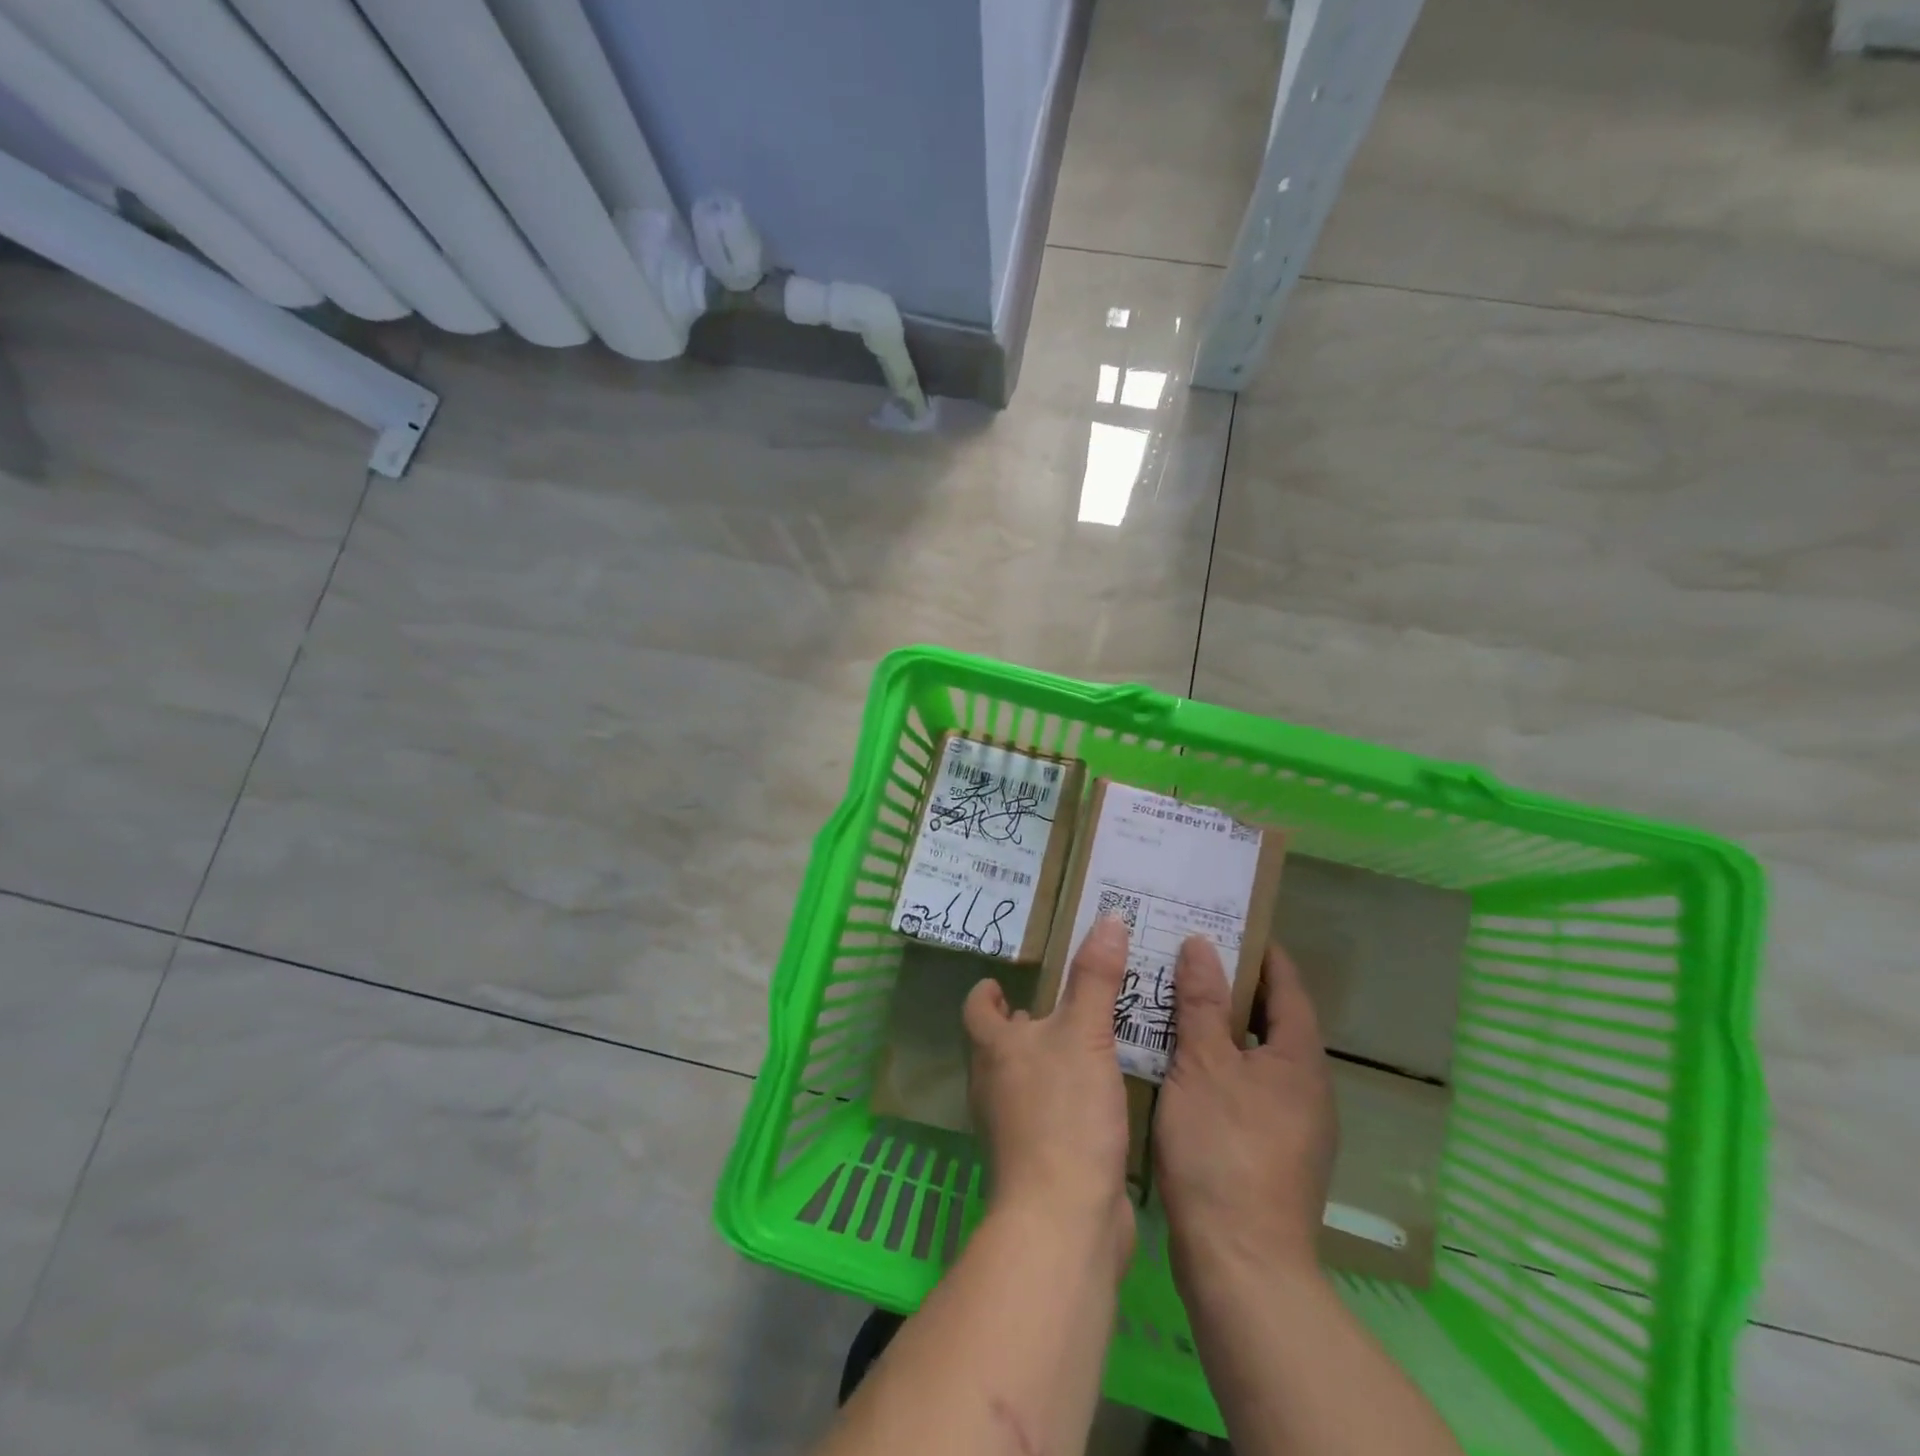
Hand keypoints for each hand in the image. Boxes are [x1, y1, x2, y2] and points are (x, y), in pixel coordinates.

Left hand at [963, 915, 1135, 1264]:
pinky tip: (1100, 1095)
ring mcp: (1012, 1127)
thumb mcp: (1085, 1035)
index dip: (988, 991)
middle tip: (1063, 1004)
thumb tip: (1106, 918)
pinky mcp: (1038, 1159)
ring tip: (1087, 1042)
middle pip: (999, 1044)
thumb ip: (1095, 978)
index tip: (1006, 981)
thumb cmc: (1065, 1114)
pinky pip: (1048, 1113)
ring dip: (1049, 1060)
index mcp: (994, 1049)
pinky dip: (1066, 1097)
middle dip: (1026, 1023)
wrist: (1064, 1220)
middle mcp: (994, 1084)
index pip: (977, 1009)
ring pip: (1025, 1079)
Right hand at [1155, 939, 1335, 1288]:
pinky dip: (1215, 1063)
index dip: (1259, 950)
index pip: (1286, 984)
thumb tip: (1202, 944)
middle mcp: (1305, 1086)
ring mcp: (1291, 1124)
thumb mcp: (1203, 1065)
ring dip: (1218, 1025)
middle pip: (1270, 1018)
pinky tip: (1176, 1063)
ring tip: (1172, 999)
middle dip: (1231, 985)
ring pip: (1253, 1055)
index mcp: (1299, 1058)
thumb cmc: (1223, 1150)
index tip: (1224, 921)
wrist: (1242, 1265)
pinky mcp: (1268, 1151)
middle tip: (1184, 955)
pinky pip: (1243, 1085)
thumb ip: (1201, 1002)